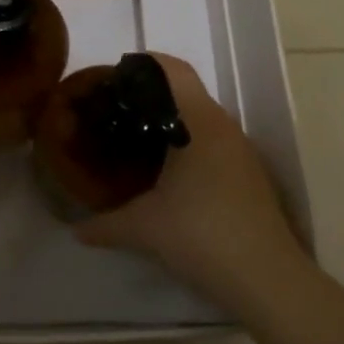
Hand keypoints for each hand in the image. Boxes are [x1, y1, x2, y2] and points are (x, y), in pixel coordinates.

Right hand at [76, 53, 305, 301]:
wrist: (268, 280)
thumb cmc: (202, 235)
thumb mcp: (144, 228)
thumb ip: (105, 224)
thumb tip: (75, 230)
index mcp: (199, 122)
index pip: (174, 70)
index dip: (146, 63)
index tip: (117, 76)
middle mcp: (224, 127)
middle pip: (186, 93)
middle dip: (151, 97)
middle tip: (118, 113)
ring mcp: (242, 152)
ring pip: (203, 121)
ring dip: (173, 124)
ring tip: (139, 142)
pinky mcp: (251, 176)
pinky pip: (215, 144)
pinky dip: (190, 146)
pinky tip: (171, 176)